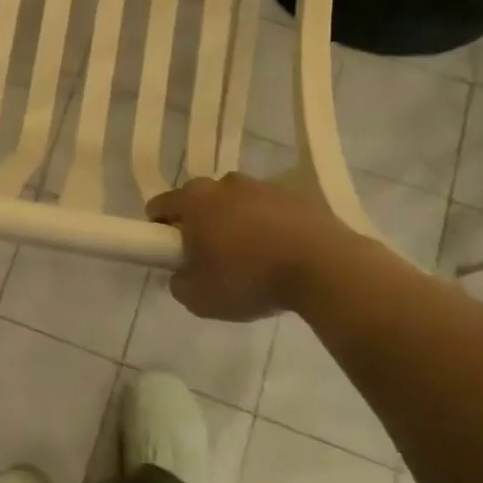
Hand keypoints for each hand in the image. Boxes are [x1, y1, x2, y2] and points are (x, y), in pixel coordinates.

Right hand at [146, 172, 356, 321]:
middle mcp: (225, 184)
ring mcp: (264, 186)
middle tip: (211, 259)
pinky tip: (282, 255)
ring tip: (253, 259)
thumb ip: (180, 283)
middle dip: (200, 224)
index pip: (160, 205)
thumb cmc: (250, 278)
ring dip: (237, 223)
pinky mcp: (297, 196)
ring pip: (238, 203)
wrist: (324, 268)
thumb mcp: (200, 298)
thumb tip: (182, 274)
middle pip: (200, 200)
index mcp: (195, 200)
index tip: (171, 253)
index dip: (158, 229)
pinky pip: (271, 210)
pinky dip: (270, 226)